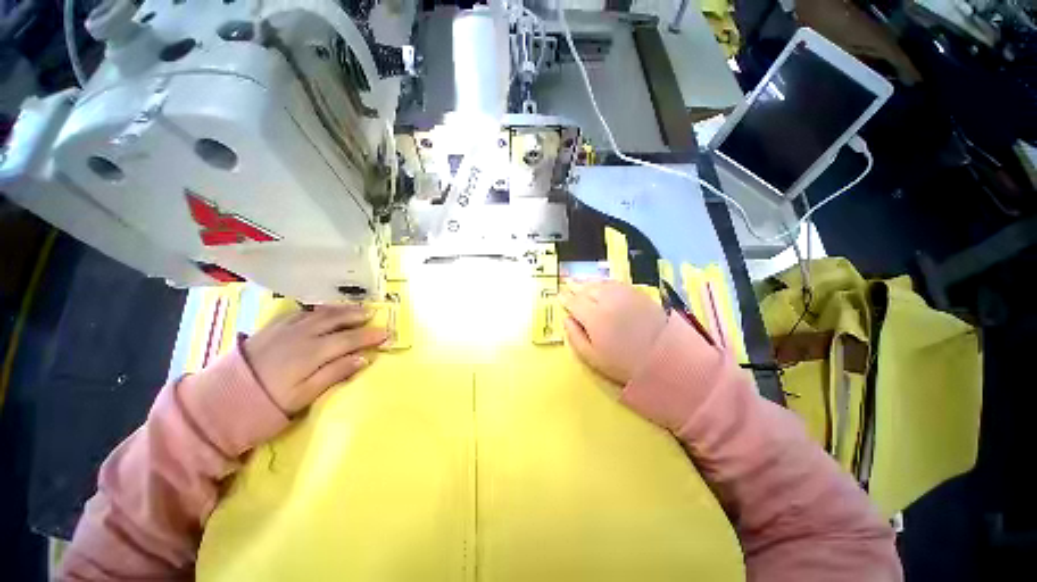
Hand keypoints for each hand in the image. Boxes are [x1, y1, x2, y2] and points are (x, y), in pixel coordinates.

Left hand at [243, 305, 388, 413]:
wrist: (217, 403)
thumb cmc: (265, 406)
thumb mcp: (303, 397)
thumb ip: (334, 374)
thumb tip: (363, 358)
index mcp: (311, 353)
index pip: (349, 340)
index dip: (370, 336)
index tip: (387, 334)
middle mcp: (301, 335)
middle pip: (336, 320)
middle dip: (358, 317)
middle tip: (375, 314)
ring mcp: (284, 329)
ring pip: (320, 313)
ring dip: (341, 310)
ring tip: (356, 308)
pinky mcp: (271, 328)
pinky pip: (300, 312)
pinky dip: (317, 309)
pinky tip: (323, 311)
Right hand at [560, 280, 667, 384]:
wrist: (665, 358)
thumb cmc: (623, 363)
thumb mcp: (592, 357)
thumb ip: (575, 337)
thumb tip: (566, 319)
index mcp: (593, 316)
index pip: (573, 302)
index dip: (565, 299)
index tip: (559, 297)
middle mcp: (606, 300)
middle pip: (585, 289)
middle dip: (575, 288)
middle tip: (568, 287)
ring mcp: (623, 294)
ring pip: (599, 283)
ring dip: (588, 283)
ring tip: (581, 284)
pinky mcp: (636, 292)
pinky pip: (614, 283)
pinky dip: (603, 283)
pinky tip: (601, 285)